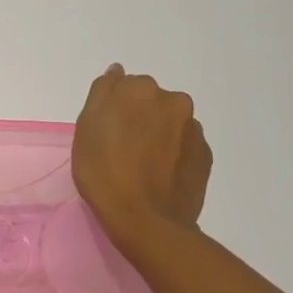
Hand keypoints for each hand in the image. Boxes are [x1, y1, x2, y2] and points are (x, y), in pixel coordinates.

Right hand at [72, 64, 211, 251]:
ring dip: (159, 134)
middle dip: (139, 117)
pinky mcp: (205, 155)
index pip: (123, 86)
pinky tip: (161, 175)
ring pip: (170, 123)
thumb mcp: (86, 127)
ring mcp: (193, 129)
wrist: (146, 220)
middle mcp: (173, 100)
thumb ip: (103, 91)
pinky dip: (174, 153)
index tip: (106, 132)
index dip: (113, 108)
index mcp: (141, 89)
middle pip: (150, 102)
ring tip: (144, 166)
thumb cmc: (104, 171)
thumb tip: (118, 71)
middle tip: (122, 149)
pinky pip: (184, 146)